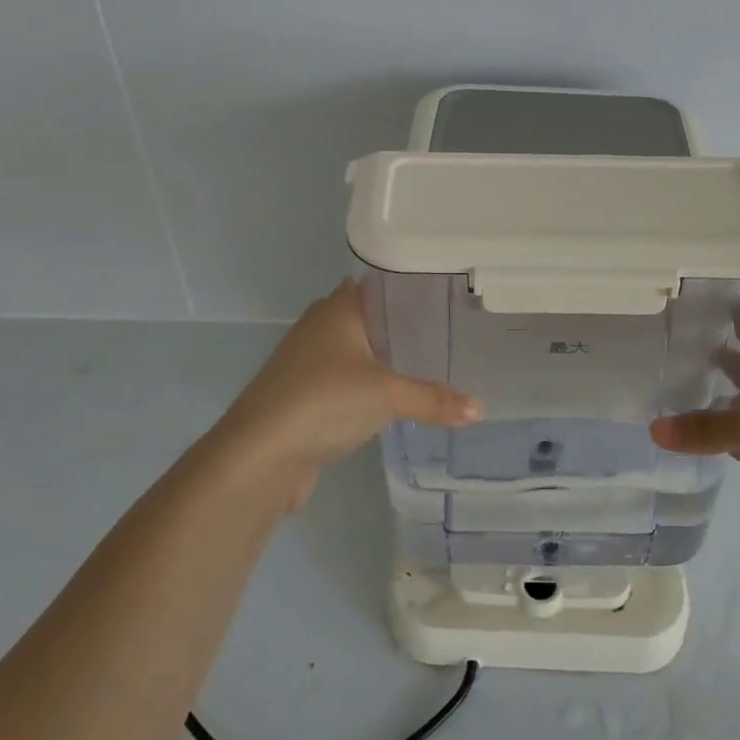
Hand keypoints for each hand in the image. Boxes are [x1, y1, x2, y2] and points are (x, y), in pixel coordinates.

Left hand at [214, 280, 481, 499]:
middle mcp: (321, 325)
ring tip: (434, 361)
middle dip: (407, 324)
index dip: (414, 288)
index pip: (382, 284)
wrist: (259, 456)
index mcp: (338, 308)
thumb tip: (480, 410)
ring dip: (388, 356)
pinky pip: (349, 378)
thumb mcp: (387, 396)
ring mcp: (310, 360)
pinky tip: (397, 396)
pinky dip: (371, 383)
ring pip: (359, 349)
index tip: (451, 296)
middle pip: (373, 316)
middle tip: (453, 330)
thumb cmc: (323, 402)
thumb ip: (434, 399)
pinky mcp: (306, 394)